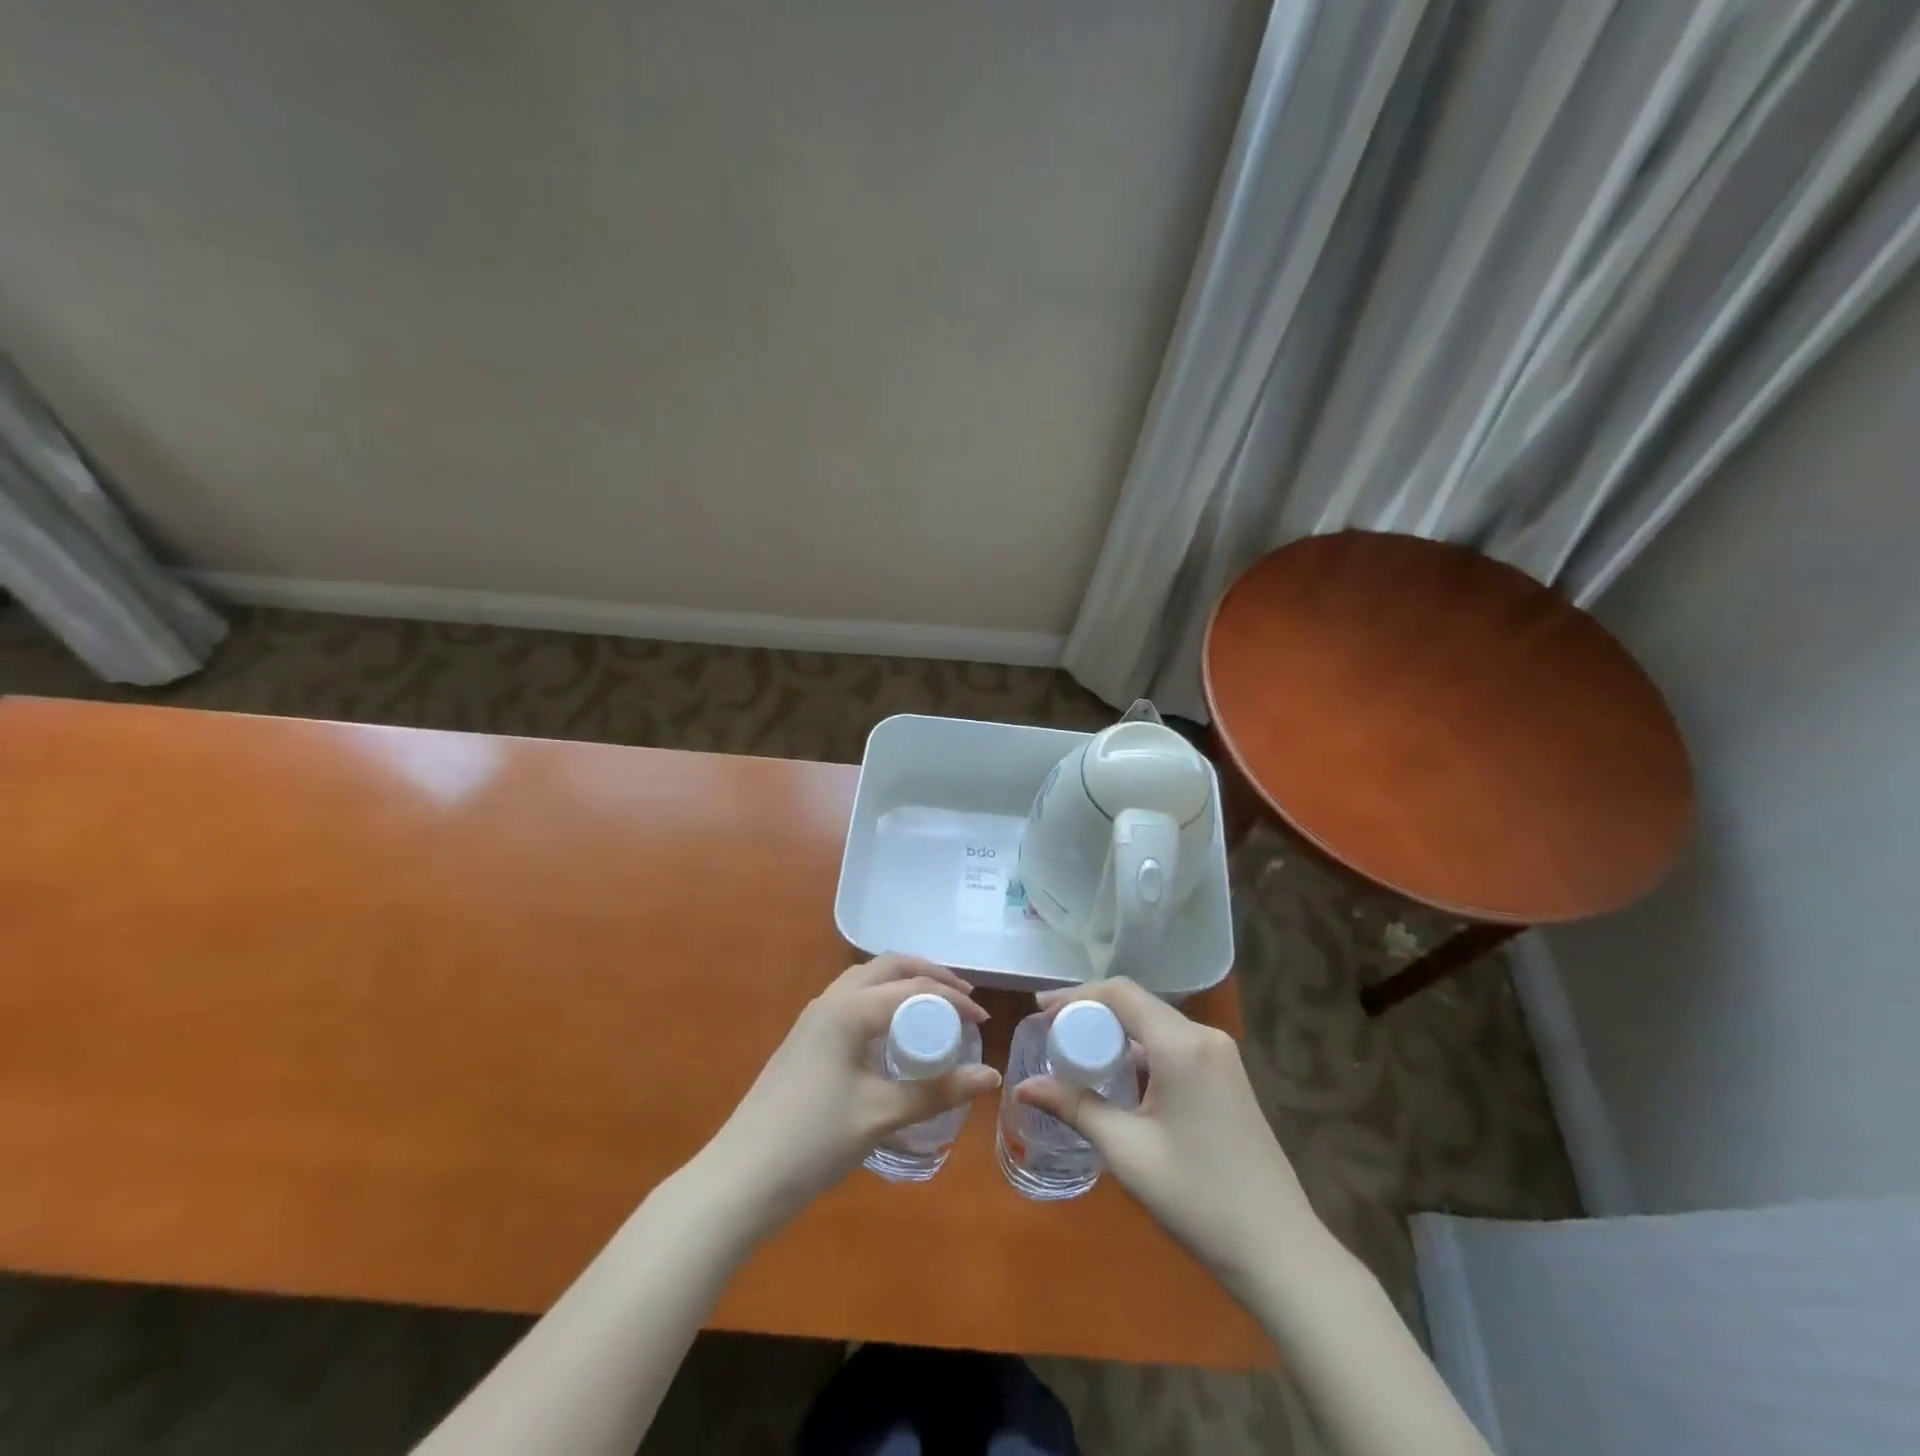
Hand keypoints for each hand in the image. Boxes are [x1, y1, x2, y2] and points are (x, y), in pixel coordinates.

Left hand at [703, 954, 1001, 1228]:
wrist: (740, 1179)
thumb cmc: (813, 1141)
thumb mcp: (881, 1115)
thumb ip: (937, 1092)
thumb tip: (992, 1077)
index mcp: (847, 1009)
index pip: (911, 987)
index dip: (952, 999)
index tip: (984, 1021)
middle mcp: (829, 1001)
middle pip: (886, 967)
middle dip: (927, 975)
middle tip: (961, 998)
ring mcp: (813, 1020)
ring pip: (866, 981)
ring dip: (903, 985)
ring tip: (934, 1009)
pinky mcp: (806, 1041)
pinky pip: (853, 1002)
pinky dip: (883, 1003)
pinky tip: (895, 1035)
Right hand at [1016, 978, 1317, 1301]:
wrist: (1279, 1250)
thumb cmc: (1197, 1198)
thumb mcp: (1127, 1151)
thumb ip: (1074, 1107)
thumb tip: (1022, 1087)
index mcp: (1182, 1044)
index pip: (1120, 994)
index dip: (1076, 996)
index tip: (1039, 1011)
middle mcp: (1205, 1036)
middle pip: (1137, 1005)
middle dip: (1091, 1014)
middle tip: (1051, 1035)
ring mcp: (1220, 1055)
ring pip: (1154, 1025)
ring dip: (1115, 1034)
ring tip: (1076, 1055)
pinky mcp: (1226, 1075)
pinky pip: (1172, 1045)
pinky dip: (1139, 1052)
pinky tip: (1118, 1078)